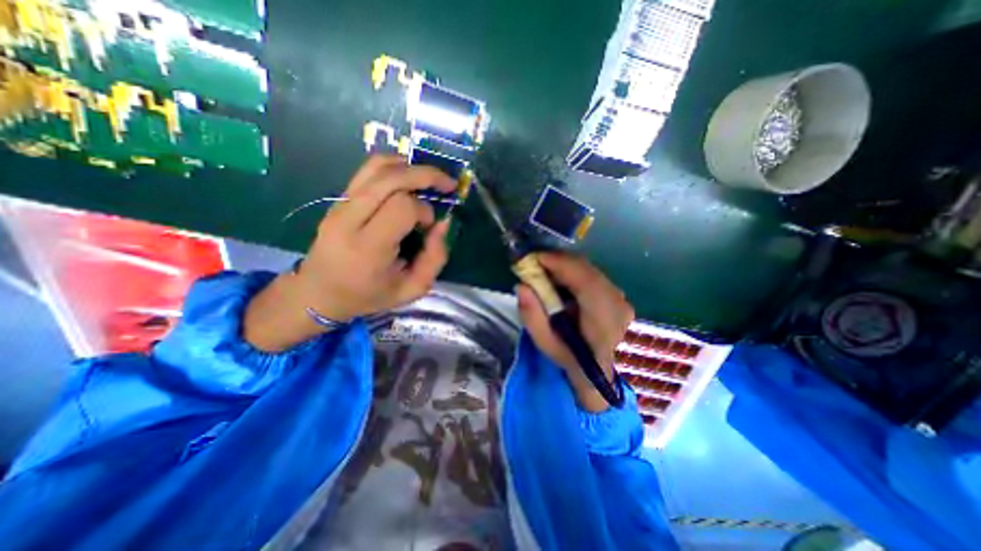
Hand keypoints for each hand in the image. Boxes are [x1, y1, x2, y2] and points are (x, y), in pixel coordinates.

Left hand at [245, 157, 460, 350]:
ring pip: (377, 166)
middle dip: (425, 175)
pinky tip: (409, 179)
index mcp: (368, 247)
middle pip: (391, 178)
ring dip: (410, 167)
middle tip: (448, 184)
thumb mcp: (411, 289)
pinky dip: (394, 167)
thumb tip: (443, 223)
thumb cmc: (368, 295)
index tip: (429, 227)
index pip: (402, 207)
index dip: (424, 211)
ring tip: (429, 179)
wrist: (319, 292)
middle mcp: (350, 219)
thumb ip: (434, 258)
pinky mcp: (339, 199)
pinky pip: (368, 170)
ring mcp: (340, 204)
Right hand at [514, 252, 636, 409]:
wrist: (599, 369)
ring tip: (544, 272)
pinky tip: (560, 280)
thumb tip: (522, 286)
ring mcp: (621, 298)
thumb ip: (532, 316)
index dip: (560, 264)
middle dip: (558, 262)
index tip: (534, 258)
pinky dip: (573, 272)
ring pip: (589, 269)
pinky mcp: (617, 294)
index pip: (586, 282)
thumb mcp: (545, 344)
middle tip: (534, 264)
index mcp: (603, 321)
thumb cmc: (570, 359)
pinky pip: (592, 274)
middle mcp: (618, 304)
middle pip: (587, 270)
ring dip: (564, 266)